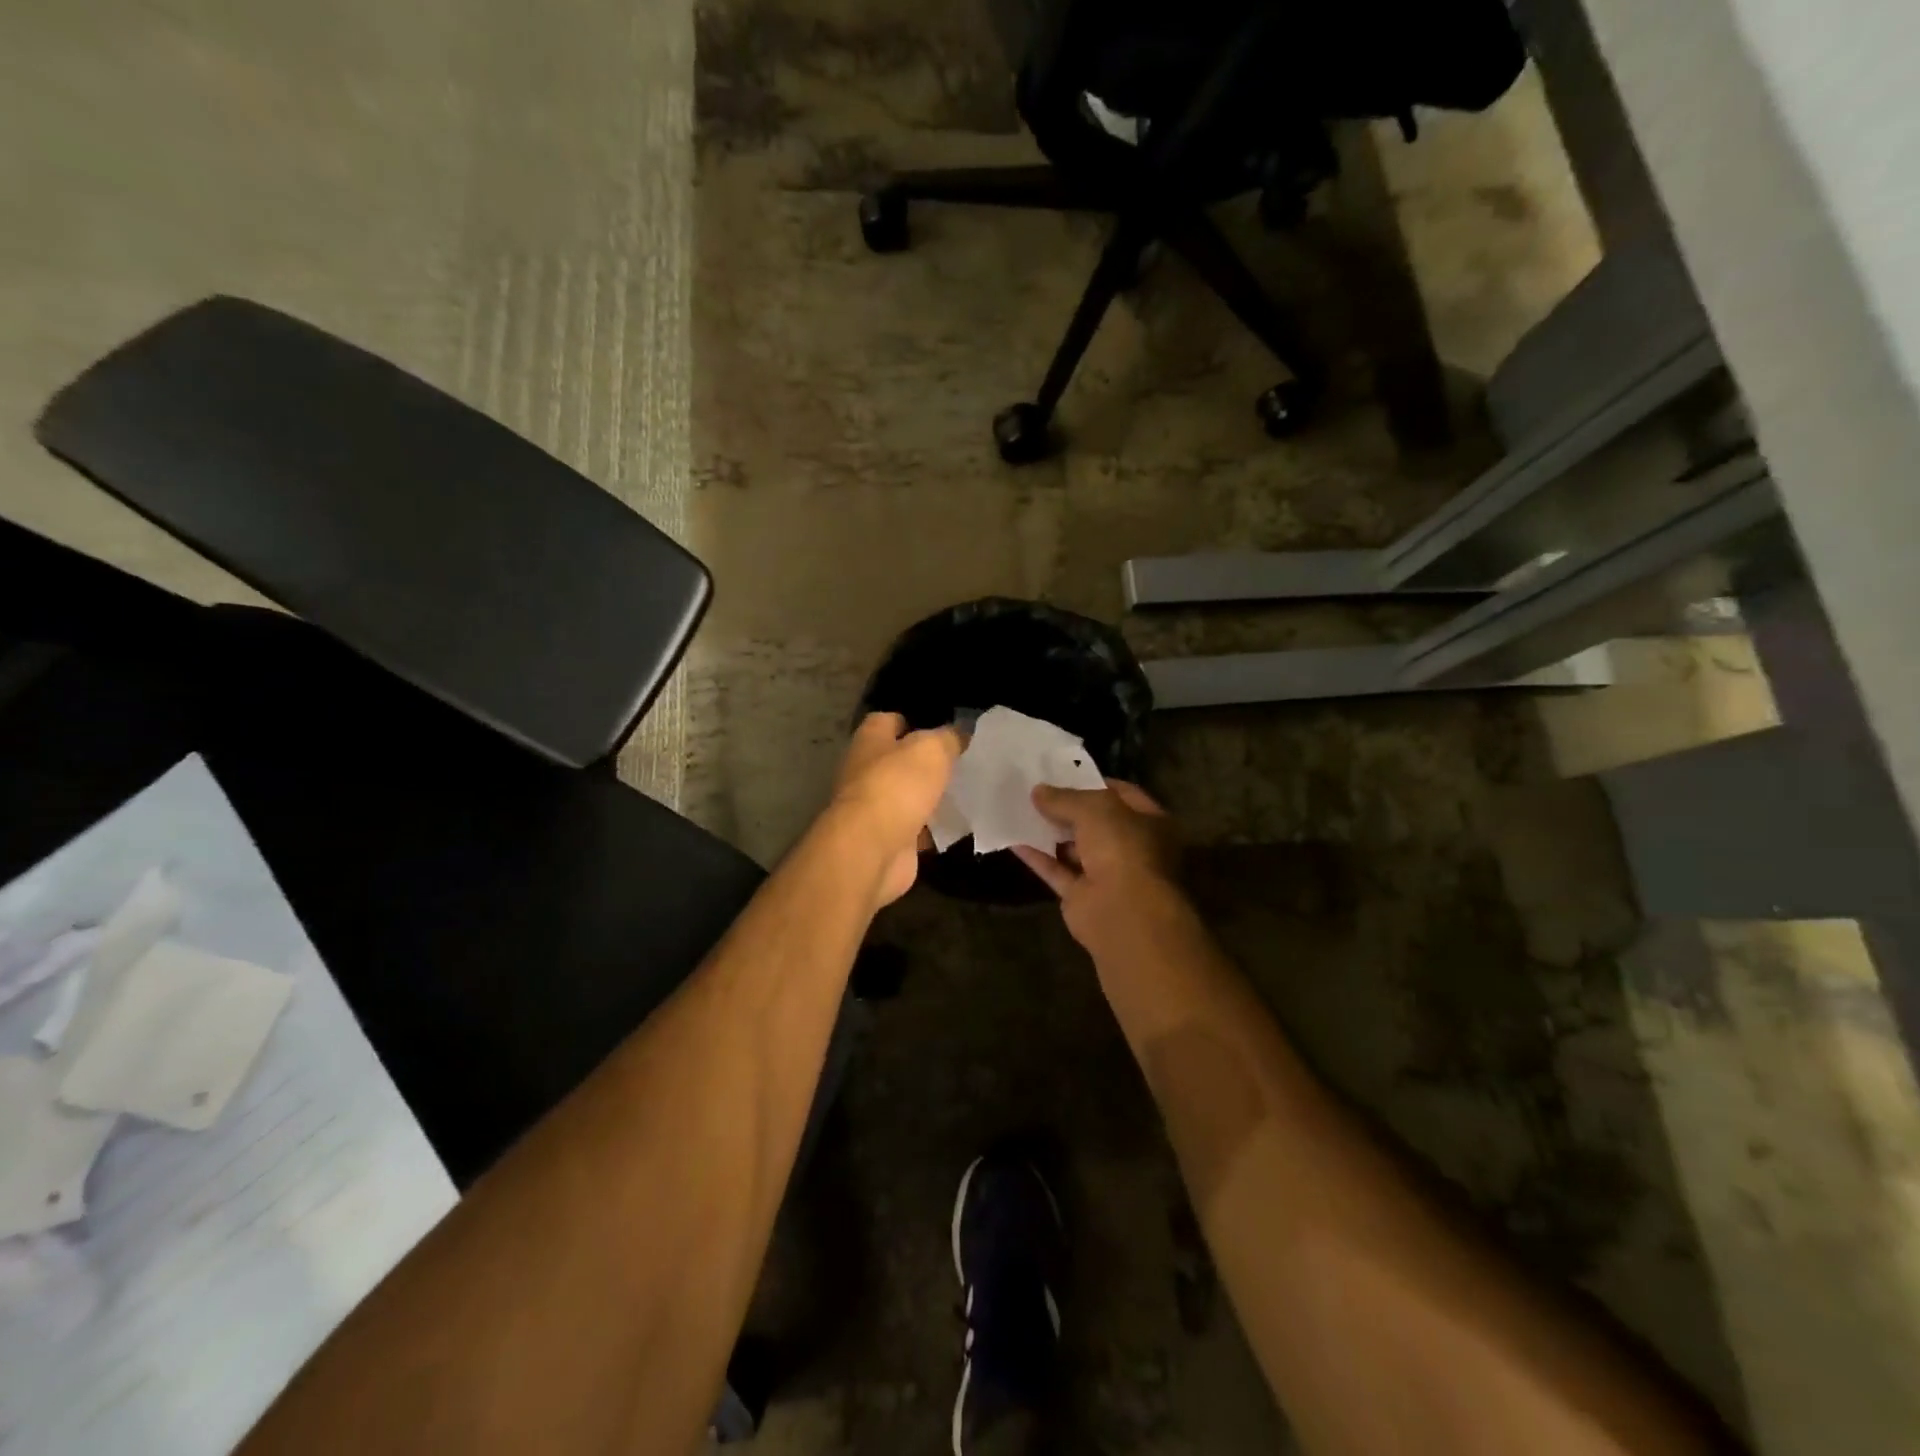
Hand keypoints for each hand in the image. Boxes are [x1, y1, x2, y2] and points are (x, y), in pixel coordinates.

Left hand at [827, 713, 963, 907]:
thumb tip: (959, 733)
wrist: (873, 849)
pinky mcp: (888, 840)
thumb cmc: (897, 785)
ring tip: (964, 790)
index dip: (910, 721)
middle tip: (959, 761)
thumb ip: (948, 738)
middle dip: (923, 762)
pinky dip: (932, 828)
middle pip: (897, 761)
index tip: (939, 727)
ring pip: (907, 796)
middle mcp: (865, 772)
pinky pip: (915, 829)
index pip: (886, 721)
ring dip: (929, 795)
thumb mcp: (932, 749)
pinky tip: (958, 824)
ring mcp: (874, 809)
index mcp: (870, 741)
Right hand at [1013, 781, 1185, 953]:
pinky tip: (1014, 840)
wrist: (1122, 912)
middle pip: (1097, 823)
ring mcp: (1108, 875)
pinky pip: (1057, 872)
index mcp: (1151, 822)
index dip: (1094, 783)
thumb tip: (1038, 791)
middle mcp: (1133, 848)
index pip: (1122, 794)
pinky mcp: (1082, 897)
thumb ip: (1065, 798)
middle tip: (1037, 791)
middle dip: (1068, 808)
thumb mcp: (1094, 809)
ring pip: (1075, 849)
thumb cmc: (1122, 848)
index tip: (1064, 773)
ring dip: (1051, 833)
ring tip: (1021, 810)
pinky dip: (1038, 857)